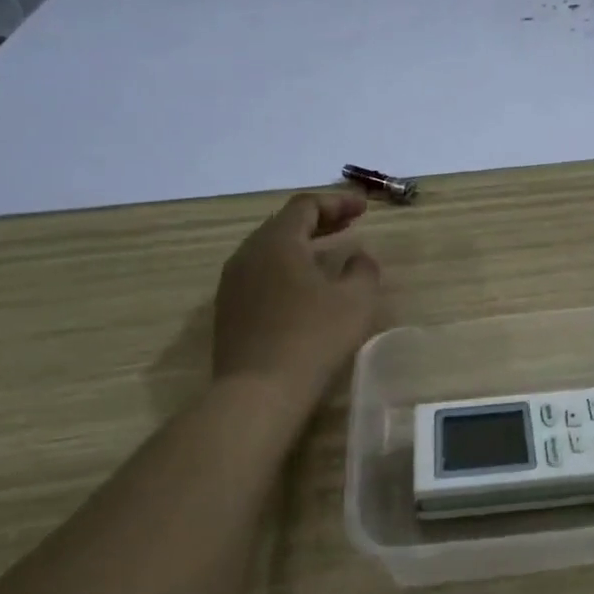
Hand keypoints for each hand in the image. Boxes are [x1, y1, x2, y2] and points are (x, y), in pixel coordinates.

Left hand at [212, 192, 380, 397]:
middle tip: (349, 223)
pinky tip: (305, 286)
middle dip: (320, 220)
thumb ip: (364, 270)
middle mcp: (248, 254)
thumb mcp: (356, 301)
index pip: (306, 206)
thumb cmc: (313, 337)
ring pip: (270, 250)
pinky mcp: (229, 310)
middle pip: (284, 224)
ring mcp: (233, 283)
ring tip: (329, 252)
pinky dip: (287, 267)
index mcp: (277, 242)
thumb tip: (359, 257)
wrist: (259, 391)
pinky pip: (261, 274)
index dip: (337, 202)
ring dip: (302, 245)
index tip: (364, 208)